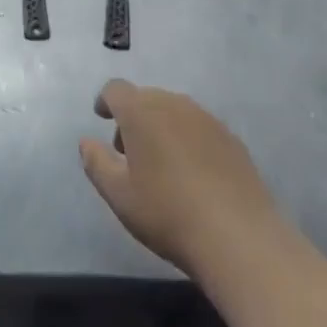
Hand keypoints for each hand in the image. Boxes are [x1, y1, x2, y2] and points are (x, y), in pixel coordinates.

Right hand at [79, 80, 290, 278]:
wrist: (239, 237)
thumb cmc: (168, 213)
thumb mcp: (119, 195)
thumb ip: (96, 163)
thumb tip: (86, 142)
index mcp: (141, 111)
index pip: (116, 90)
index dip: (105, 101)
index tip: (102, 118)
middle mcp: (173, 103)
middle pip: (146, 98)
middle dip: (133, 118)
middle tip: (129, 153)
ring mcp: (206, 119)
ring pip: (174, 111)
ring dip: (161, 127)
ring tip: (161, 166)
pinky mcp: (231, 139)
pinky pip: (199, 128)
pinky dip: (188, 140)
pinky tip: (193, 175)